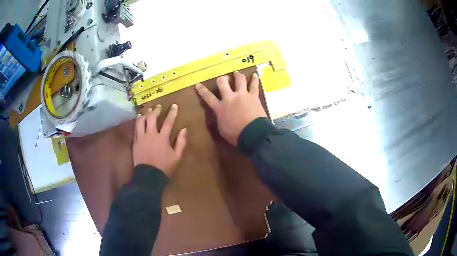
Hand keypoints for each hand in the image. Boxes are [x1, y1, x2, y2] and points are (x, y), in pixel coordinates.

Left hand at [133, 104, 186, 176]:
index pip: (168, 122)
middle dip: (156, 110)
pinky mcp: (135, 142)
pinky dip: (137, 121)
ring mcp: (141, 137)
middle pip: (152, 118)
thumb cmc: (164, 167)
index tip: (174, 105)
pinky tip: (139, 118)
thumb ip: (181, 142)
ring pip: (141, 121)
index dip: (172, 113)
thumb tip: (184, 129)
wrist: (148, 176)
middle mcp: (151, 134)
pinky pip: (135, 128)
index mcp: (162, 138)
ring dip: (145, 114)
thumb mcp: (177, 157)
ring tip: (148, 110)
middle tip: (158, 106)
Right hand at [195, 71, 266, 145]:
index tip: (198, 84)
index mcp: (220, 107)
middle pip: (222, 83)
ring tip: (236, 73)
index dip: (202, 90)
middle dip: (221, 79)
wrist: (252, 133)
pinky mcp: (253, 96)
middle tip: (223, 79)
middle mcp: (229, 98)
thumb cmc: (235, 135)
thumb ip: (220, 118)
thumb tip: (220, 114)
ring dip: (237, 75)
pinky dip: (254, 79)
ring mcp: (242, 95)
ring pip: (239, 80)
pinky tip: (254, 75)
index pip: (208, 97)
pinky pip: (254, 85)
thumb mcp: (222, 128)